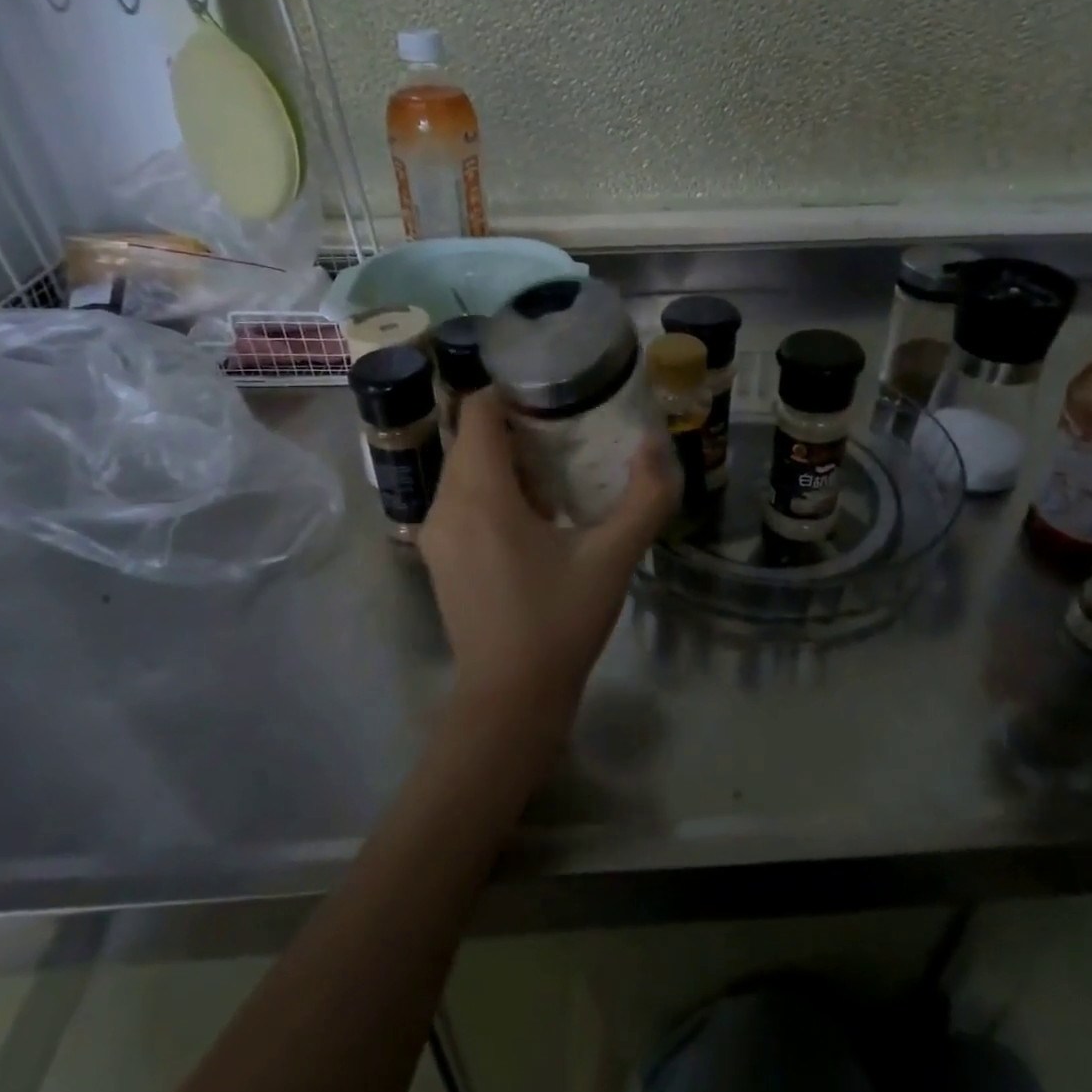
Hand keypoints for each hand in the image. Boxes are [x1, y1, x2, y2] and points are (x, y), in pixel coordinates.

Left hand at [418, 390, 677, 724]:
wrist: (509, 701)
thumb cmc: (559, 622)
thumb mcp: (613, 557)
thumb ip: (645, 497)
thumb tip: (656, 444)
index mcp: (478, 494)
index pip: (478, 411)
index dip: (513, 391)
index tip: (556, 392)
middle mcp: (444, 505)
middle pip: (473, 438)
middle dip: (517, 425)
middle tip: (569, 428)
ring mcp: (435, 534)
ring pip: (466, 469)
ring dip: (506, 460)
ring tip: (559, 469)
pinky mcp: (438, 557)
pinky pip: (462, 499)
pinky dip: (493, 489)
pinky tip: (536, 515)